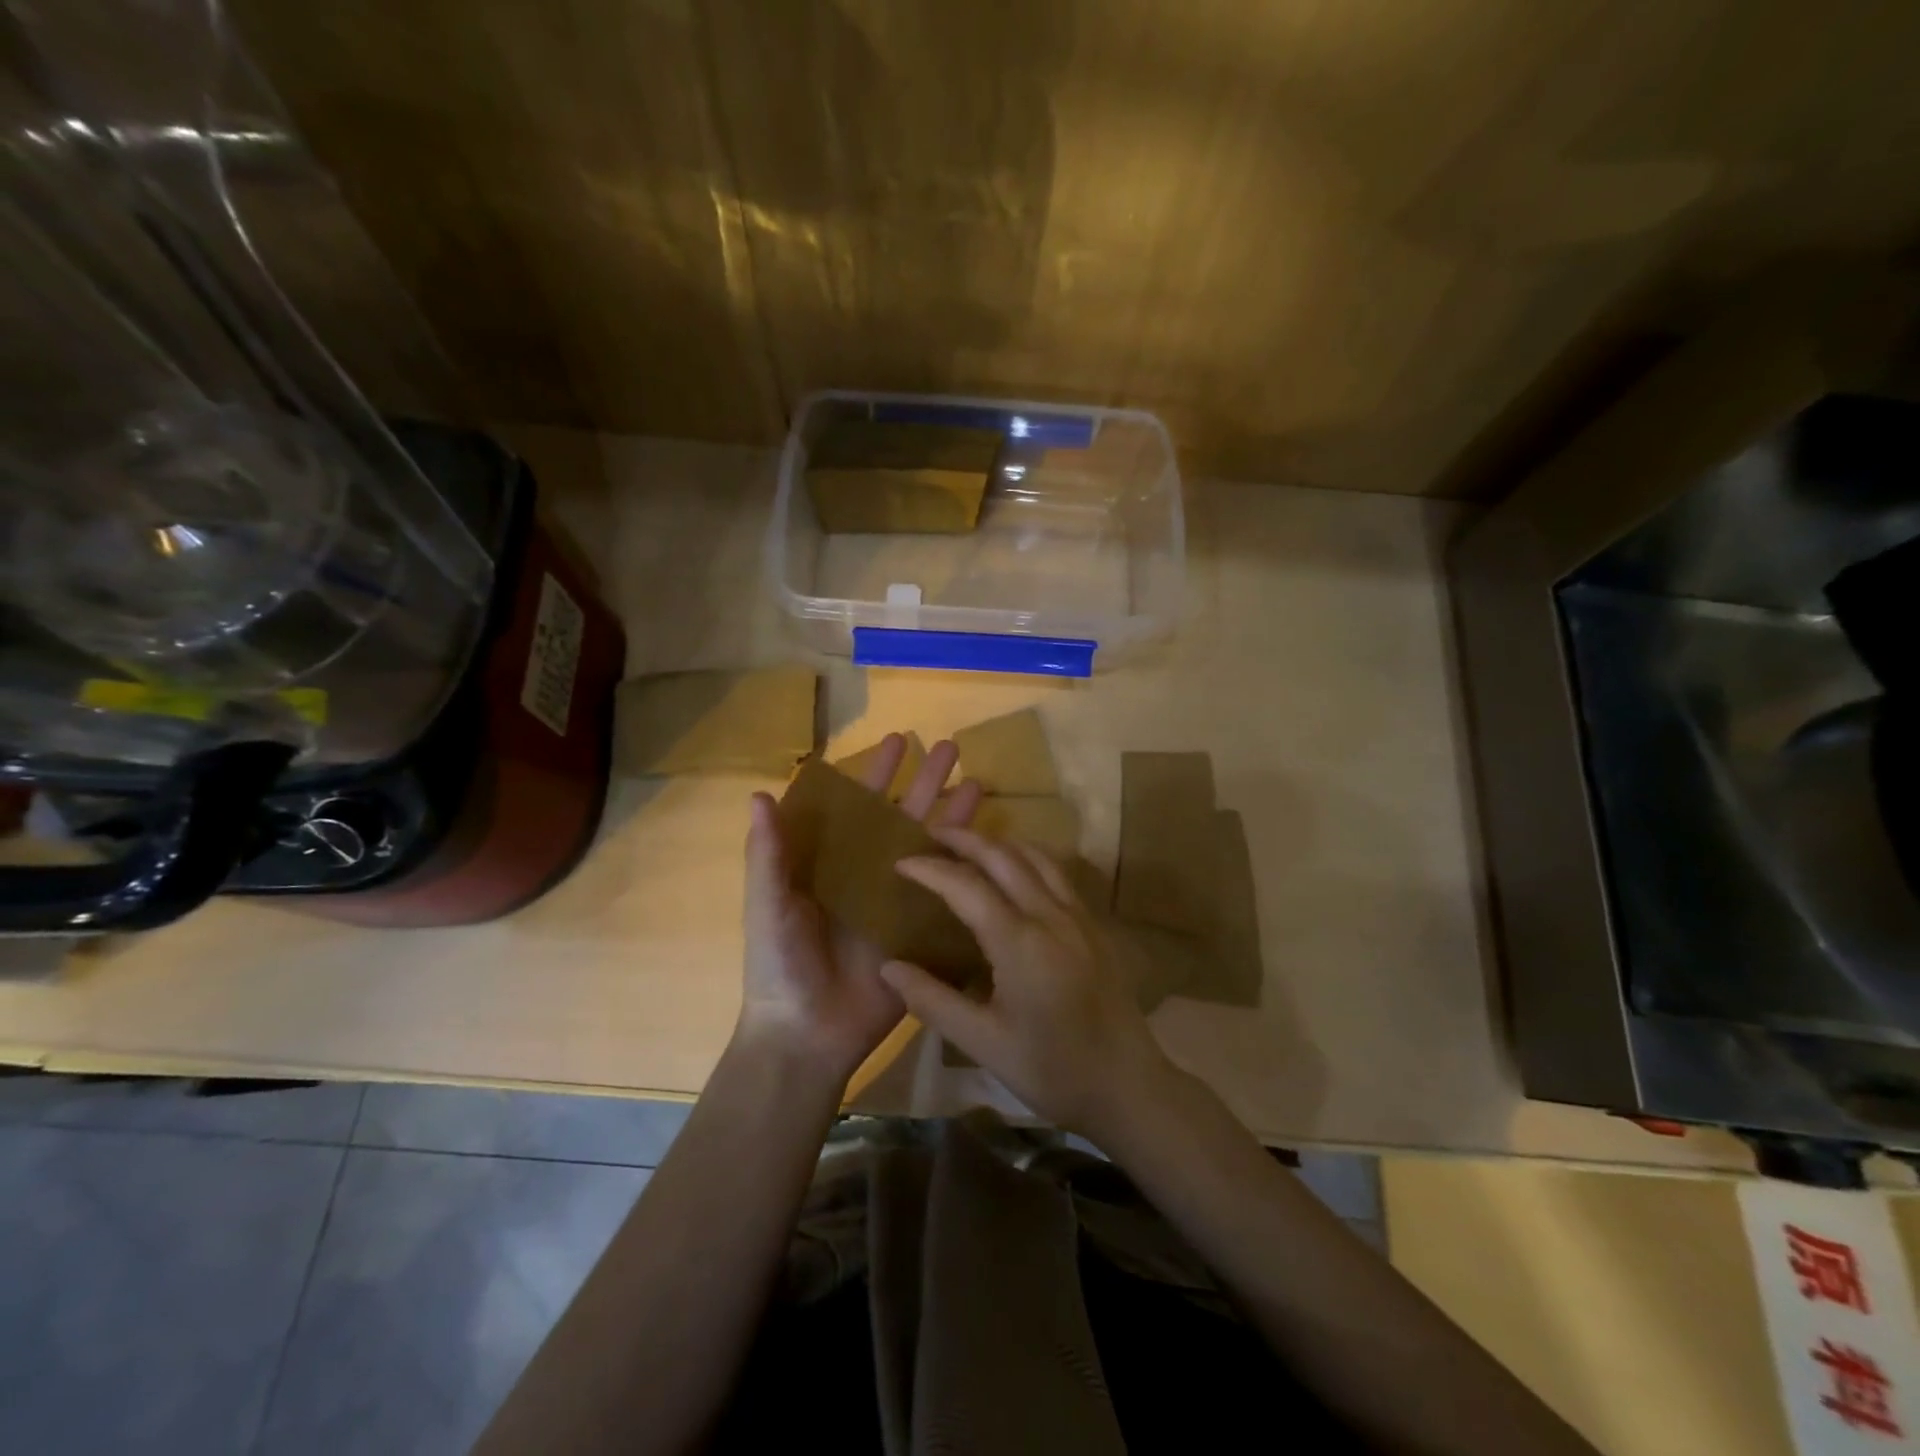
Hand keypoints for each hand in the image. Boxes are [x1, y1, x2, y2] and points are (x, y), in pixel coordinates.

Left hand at [738, 734, 981, 1088]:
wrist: (807, 1034)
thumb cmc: (779, 965)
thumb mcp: (767, 905)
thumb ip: (767, 853)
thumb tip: (759, 793)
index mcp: (831, 862)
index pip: (857, 806)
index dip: (876, 773)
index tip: (897, 740)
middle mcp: (868, 874)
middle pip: (901, 818)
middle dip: (925, 782)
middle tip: (951, 747)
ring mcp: (898, 902)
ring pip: (931, 848)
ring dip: (953, 816)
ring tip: (979, 781)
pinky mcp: (920, 932)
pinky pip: (947, 896)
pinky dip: (968, 871)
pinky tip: (993, 847)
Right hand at [879, 829, 1178, 1139]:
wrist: (1128, 1087)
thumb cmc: (1052, 1071)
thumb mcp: (983, 1043)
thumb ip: (933, 1000)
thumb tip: (889, 967)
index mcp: (1020, 942)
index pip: (967, 886)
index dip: (930, 869)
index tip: (900, 862)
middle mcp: (1051, 916)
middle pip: (1003, 856)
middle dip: (964, 839)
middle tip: (931, 835)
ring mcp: (1079, 916)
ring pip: (1036, 857)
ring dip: (998, 843)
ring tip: (969, 845)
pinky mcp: (1094, 925)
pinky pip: (1057, 873)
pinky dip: (1027, 858)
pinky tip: (1015, 872)